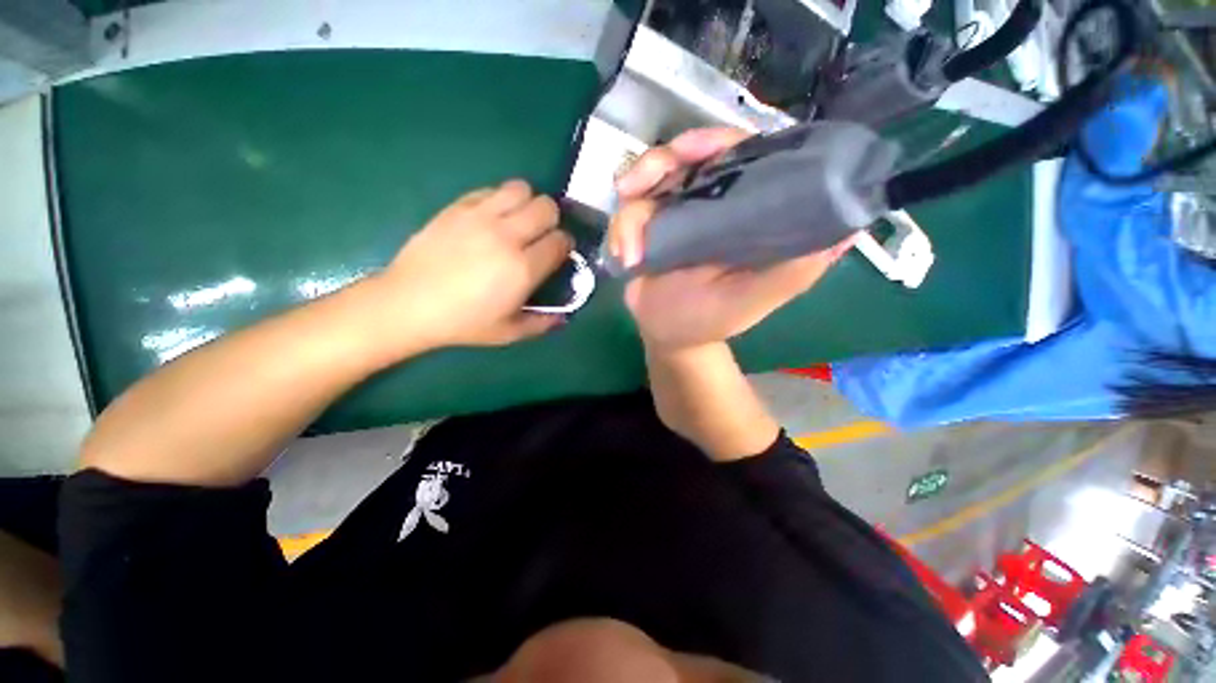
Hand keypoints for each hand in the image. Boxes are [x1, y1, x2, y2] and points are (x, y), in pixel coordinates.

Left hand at [371, 180, 572, 351]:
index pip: (561, 241)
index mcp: (523, 269)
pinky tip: (491, 219)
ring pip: (521, 188)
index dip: (565, 245)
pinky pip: (490, 190)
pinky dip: (499, 200)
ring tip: (518, 221)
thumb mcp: (509, 333)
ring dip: (527, 203)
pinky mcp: (457, 207)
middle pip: (547, 207)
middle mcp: (506, 236)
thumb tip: (563, 317)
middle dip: (552, 220)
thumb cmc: (464, 322)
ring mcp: (480, 217)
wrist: (410, 304)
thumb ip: (542, 323)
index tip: (559, 253)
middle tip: (541, 236)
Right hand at [608, 128, 855, 350]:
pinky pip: (628, 211)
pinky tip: (625, 258)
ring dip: (632, 210)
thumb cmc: (712, 319)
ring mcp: (675, 211)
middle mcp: (711, 202)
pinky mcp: (646, 226)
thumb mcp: (754, 298)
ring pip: (650, 181)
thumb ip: (795, 268)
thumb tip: (852, 226)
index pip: (740, 155)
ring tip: (629, 250)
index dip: (716, 142)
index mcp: (744, 211)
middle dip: (658, 165)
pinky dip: (621, 232)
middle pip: (687, 156)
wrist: (667, 335)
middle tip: (632, 186)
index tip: (689, 149)